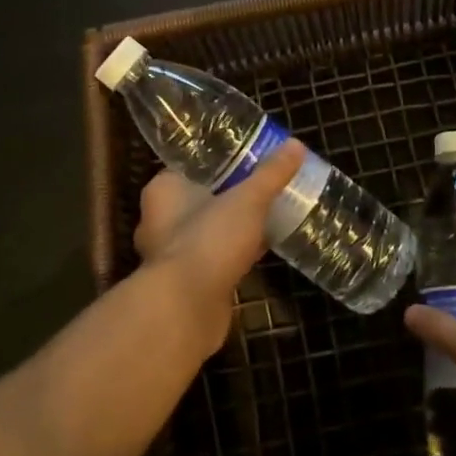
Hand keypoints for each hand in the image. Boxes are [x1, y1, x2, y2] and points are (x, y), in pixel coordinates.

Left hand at [135, 140, 304, 353]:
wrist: (186, 311)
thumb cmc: (208, 241)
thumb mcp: (247, 199)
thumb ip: (271, 174)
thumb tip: (296, 144)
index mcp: (163, 191)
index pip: (189, 165)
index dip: (217, 160)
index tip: (246, 155)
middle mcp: (159, 220)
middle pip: (200, 197)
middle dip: (229, 193)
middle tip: (263, 184)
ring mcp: (172, 255)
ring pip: (208, 229)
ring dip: (232, 225)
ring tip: (268, 213)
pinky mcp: (188, 283)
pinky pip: (216, 257)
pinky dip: (235, 252)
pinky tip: (263, 247)